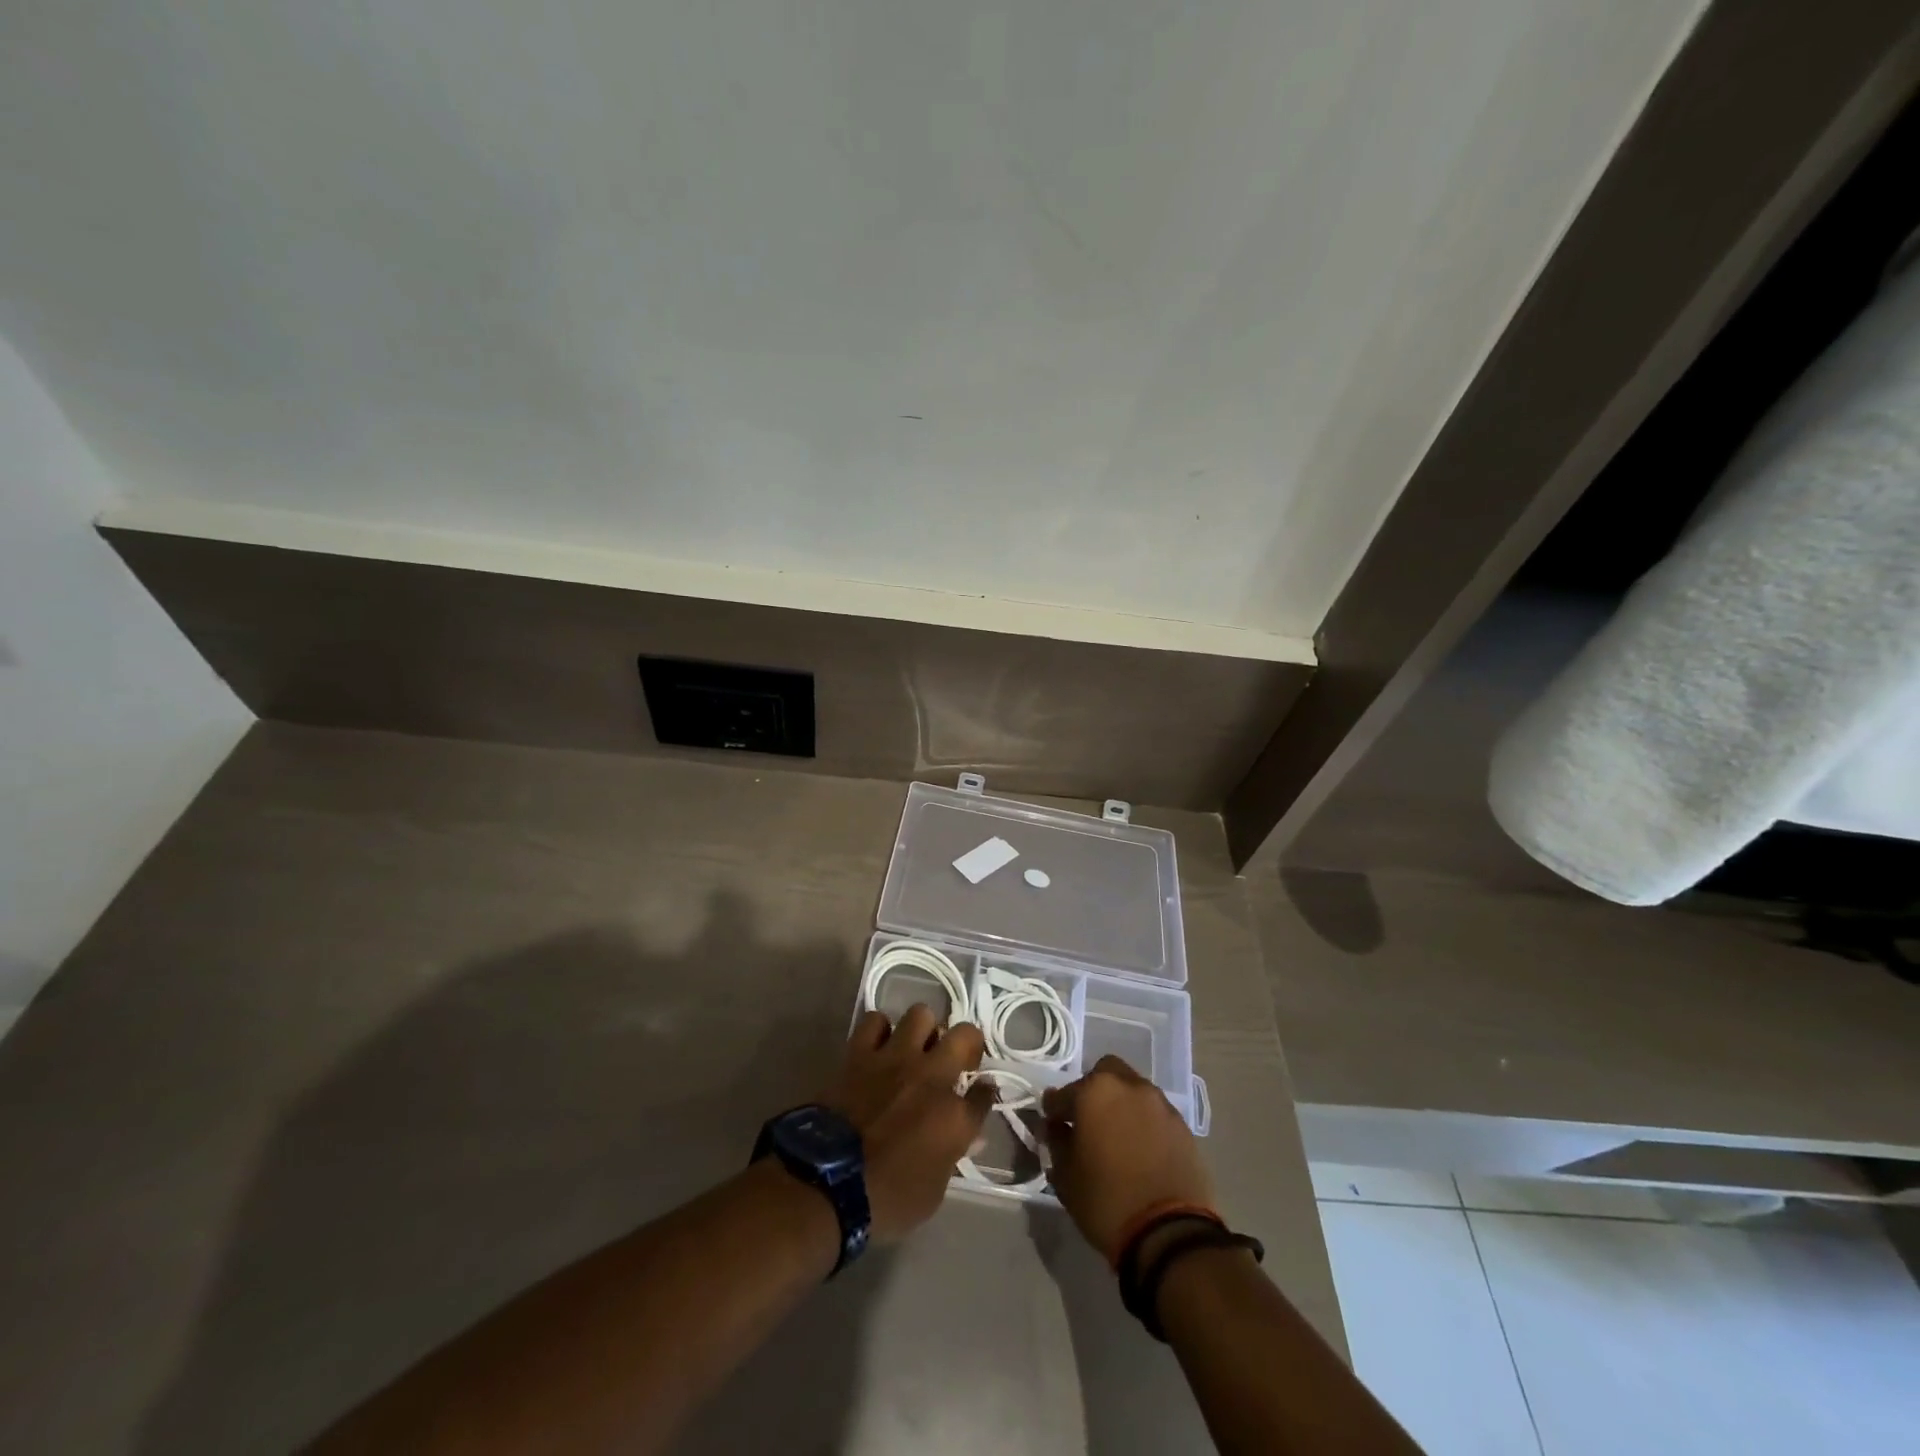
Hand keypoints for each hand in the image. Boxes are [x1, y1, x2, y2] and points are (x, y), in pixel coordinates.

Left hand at [822, 1005, 994, 1241]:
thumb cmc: (885, 1200)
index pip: (984, 1093)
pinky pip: (875, 1021)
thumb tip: (964, 1136)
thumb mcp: (932, 1193)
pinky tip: (878, 1047)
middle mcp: (932, 1077)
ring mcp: (895, 1058)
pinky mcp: (860, 1053)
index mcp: (954, 1117)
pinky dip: (880, 1030)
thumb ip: (951, 1155)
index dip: (984, 1093)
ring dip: (923, 1031)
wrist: (826, 1184)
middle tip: (956, 1061)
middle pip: (965, 1036)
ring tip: (916, 1049)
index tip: (980, 1095)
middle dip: (967, 1044)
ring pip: (921, 1014)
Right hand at [1041, 1055, 1214, 1260]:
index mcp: (1094, 1092)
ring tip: (1116, 1137)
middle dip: (1092, 1092)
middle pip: (1104, 1074)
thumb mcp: (1066, 1177)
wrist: (1170, 1234)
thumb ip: (1057, 1143)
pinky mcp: (1182, 1125)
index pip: (1062, 1094)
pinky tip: (1140, 1149)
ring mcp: (1159, 1103)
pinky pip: (1154, 1112)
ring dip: (1120, 1104)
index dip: (1054, 1111)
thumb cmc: (1107, 1202)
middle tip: (1087, 1122)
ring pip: (1132, 1089)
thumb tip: (1055, 1127)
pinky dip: (1143, 1122)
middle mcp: (1128, 1086)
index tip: (1052, 1127)